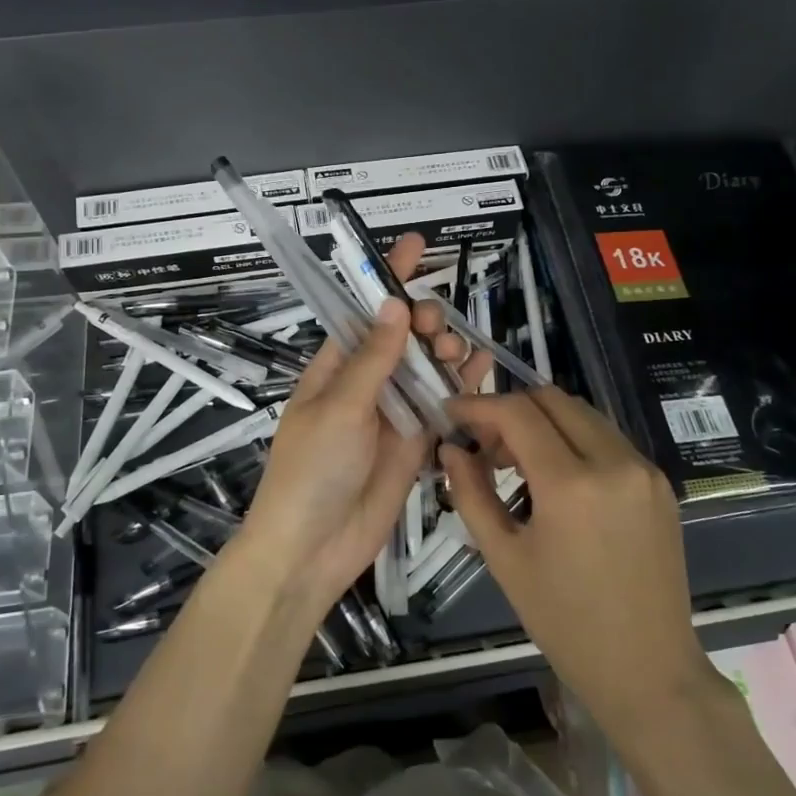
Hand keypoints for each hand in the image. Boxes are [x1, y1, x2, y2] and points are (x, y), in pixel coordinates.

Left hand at [238, 233, 487, 612]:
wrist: (312, 549)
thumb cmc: (312, 470)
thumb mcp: (340, 408)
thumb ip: (373, 359)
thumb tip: (395, 304)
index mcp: (334, 367)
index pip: (363, 311)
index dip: (387, 278)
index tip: (416, 245)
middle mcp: (365, 383)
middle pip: (403, 337)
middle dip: (424, 320)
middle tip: (437, 327)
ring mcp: (393, 413)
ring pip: (427, 368)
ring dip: (446, 351)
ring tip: (459, 352)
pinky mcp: (416, 442)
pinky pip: (442, 405)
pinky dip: (463, 386)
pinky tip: (483, 369)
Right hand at [441, 389, 714, 731]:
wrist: (648, 670)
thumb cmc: (565, 622)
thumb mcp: (505, 559)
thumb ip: (472, 494)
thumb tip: (451, 449)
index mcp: (572, 485)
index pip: (518, 413)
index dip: (479, 406)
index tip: (452, 414)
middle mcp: (614, 462)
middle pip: (553, 399)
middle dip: (511, 409)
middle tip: (485, 445)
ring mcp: (644, 470)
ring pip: (583, 413)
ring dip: (544, 421)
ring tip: (516, 462)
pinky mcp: (661, 483)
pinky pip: (608, 438)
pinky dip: (574, 439)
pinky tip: (556, 476)